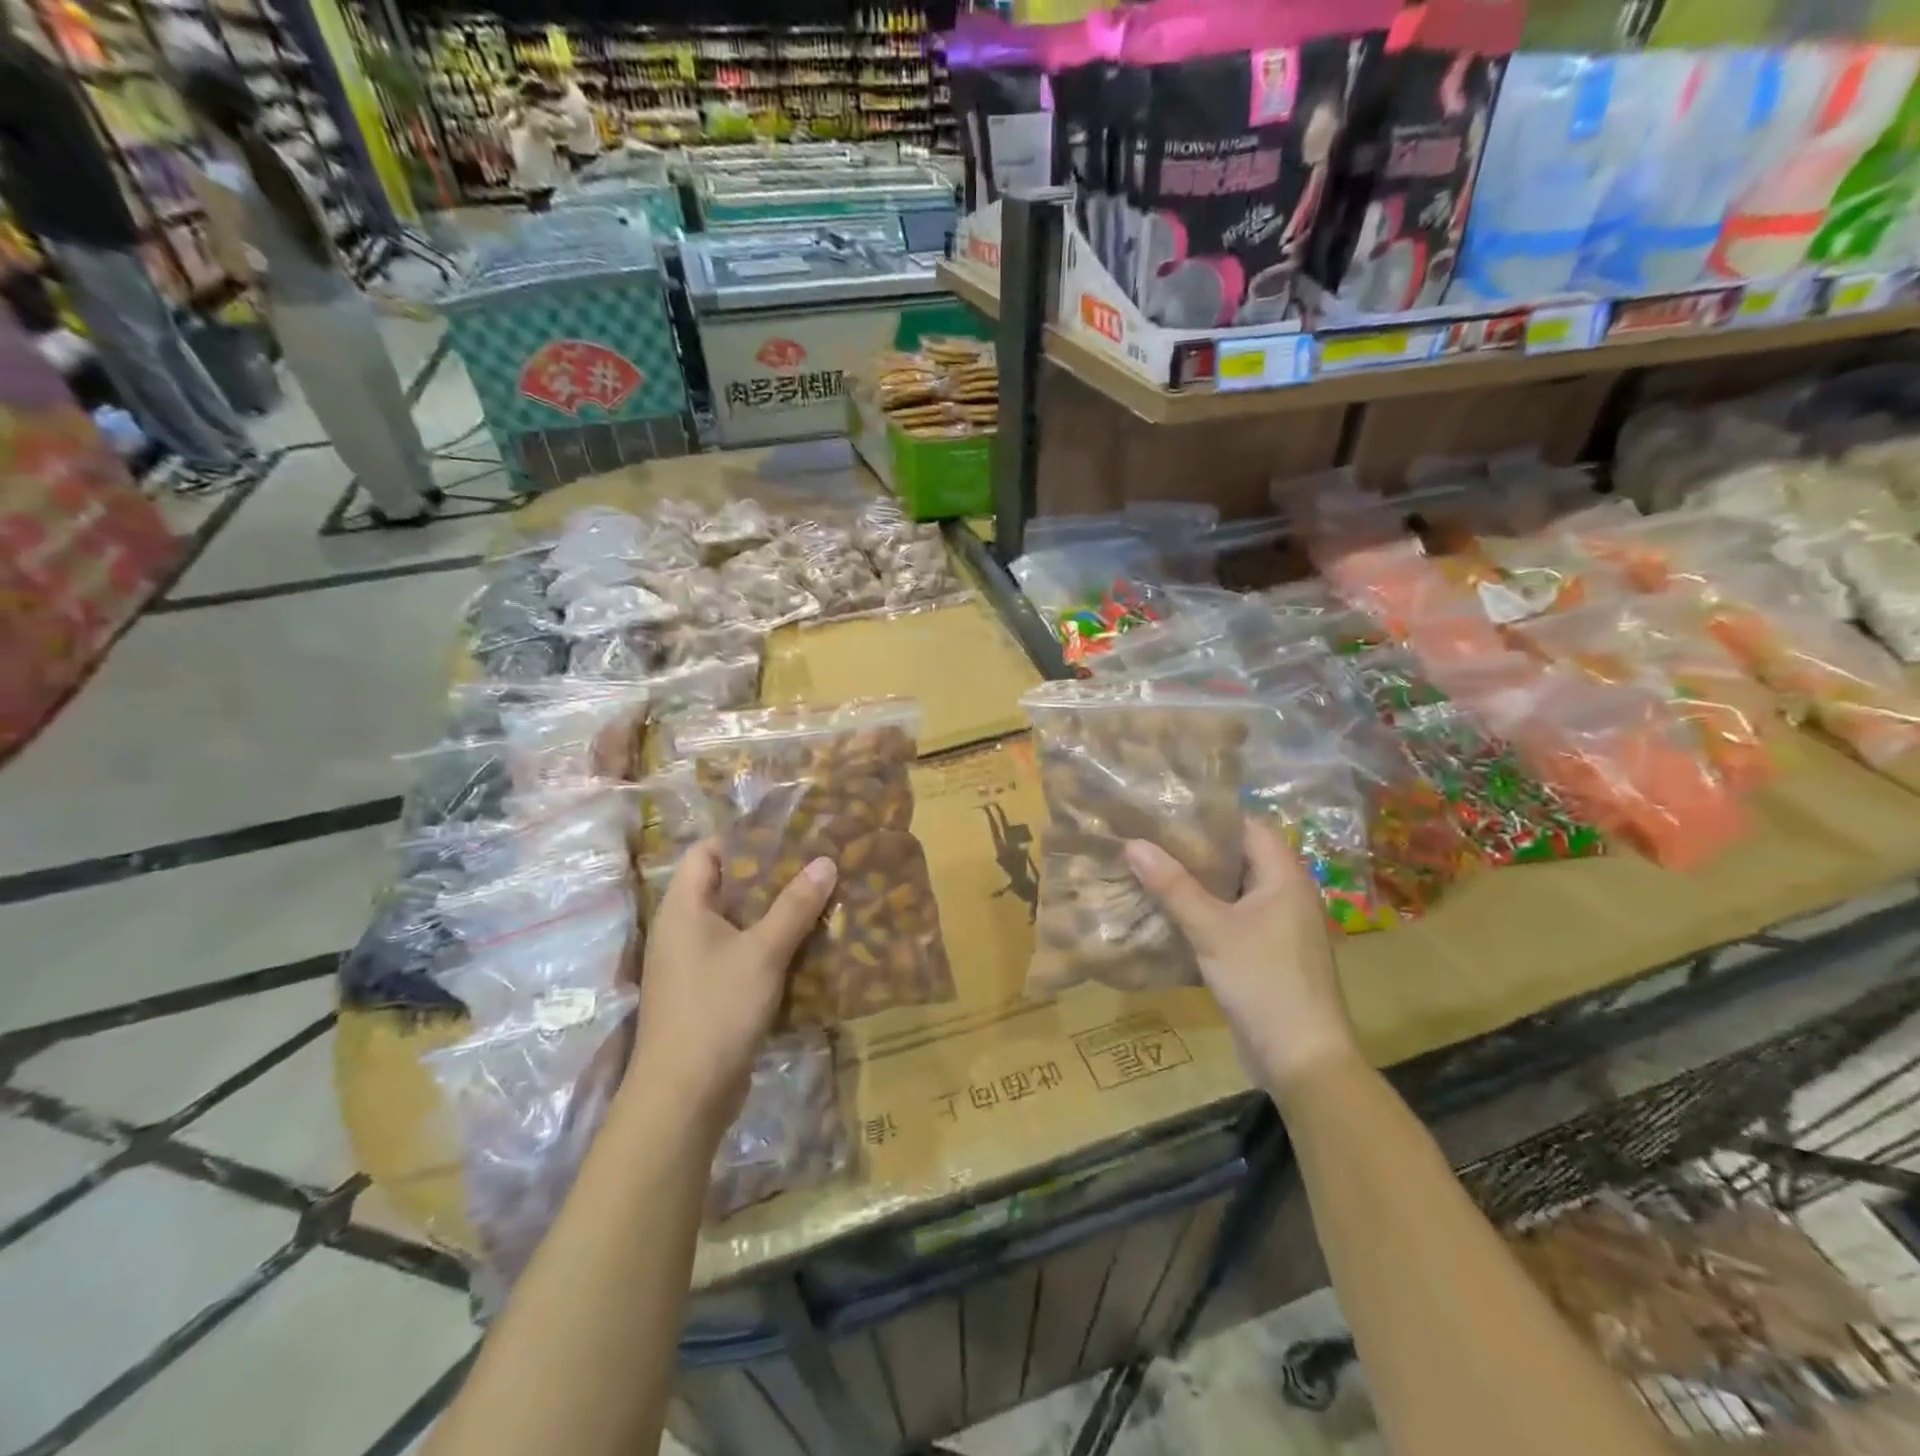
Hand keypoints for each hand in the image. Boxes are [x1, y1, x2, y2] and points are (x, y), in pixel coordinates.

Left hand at [629, 841, 836, 1133]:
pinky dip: (770, 945)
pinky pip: (741, 954)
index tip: (790, 835)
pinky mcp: (709, 991)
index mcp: (684, 908)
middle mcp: (683, 929)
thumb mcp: (762, 952)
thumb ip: (794, 905)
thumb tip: (825, 861)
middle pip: (727, 886)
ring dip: (775, 913)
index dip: (744, 838)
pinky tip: (807, 945)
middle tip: (816, 865)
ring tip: (820, 898)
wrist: (684, 1095)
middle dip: (772, 876)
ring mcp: (694, 963)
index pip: (707, 852)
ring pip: (738, 923)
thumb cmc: (717, 1009)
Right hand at [1125, 819, 1359, 1104]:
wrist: (1302, 1059)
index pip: (1249, 827)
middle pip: (1239, 857)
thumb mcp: (1211, 930)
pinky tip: (1170, 913)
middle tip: (1150, 838)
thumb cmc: (1263, 982)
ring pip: (1233, 891)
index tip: (1168, 809)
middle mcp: (1287, 895)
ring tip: (1152, 868)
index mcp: (1285, 878)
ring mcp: (1280, 927)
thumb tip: (1133, 844)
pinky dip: (1205, 912)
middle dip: (1196, 849)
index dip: (1211, 815)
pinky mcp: (1268, 954)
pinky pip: (1233, 919)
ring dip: (1198, 883)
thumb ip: (1173, 886)